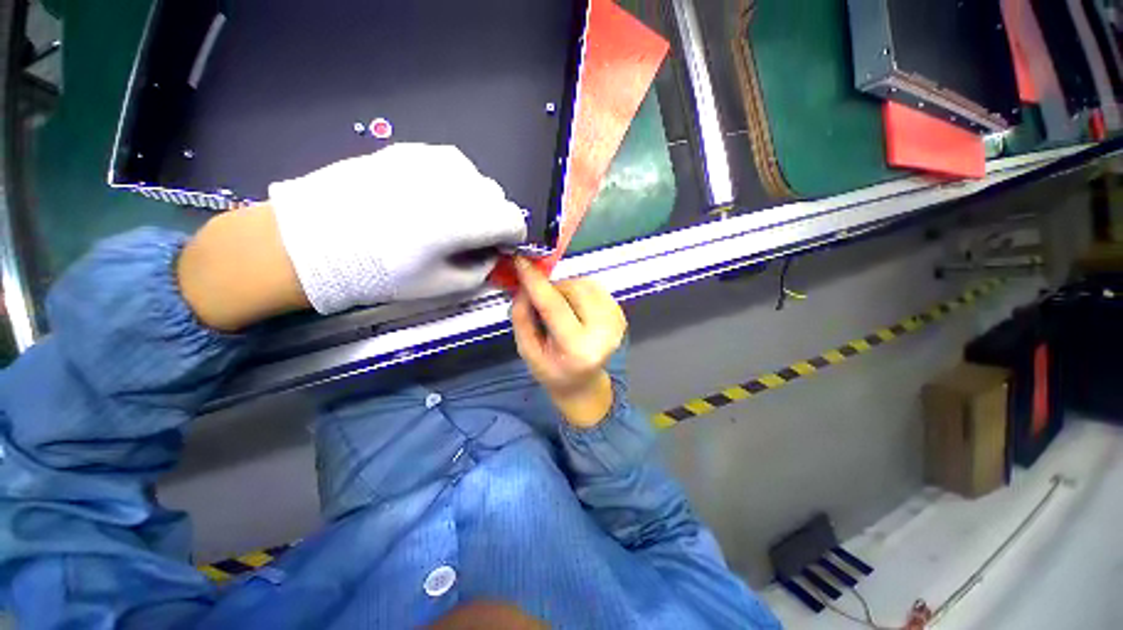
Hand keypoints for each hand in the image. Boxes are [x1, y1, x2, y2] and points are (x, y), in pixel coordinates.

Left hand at [269, 144, 526, 313]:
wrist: (314, 242)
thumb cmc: (383, 273)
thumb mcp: (444, 285)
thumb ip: (481, 269)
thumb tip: (490, 254)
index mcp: (465, 219)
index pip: (514, 220)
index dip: (512, 238)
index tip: (499, 248)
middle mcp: (455, 183)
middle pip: (497, 198)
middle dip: (493, 219)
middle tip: (471, 237)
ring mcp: (430, 160)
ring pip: (475, 178)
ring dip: (474, 199)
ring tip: (448, 216)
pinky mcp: (408, 150)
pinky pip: (448, 164)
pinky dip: (452, 183)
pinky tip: (428, 198)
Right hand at [510, 258, 626, 427]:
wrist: (583, 383)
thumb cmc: (552, 370)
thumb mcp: (527, 350)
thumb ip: (522, 317)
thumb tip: (524, 285)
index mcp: (578, 349)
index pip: (554, 306)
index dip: (536, 281)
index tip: (521, 261)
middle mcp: (603, 333)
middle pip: (572, 289)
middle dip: (552, 288)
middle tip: (541, 302)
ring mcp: (616, 322)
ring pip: (584, 284)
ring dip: (566, 289)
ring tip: (560, 309)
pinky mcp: (620, 313)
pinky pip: (594, 287)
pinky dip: (578, 291)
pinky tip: (575, 309)